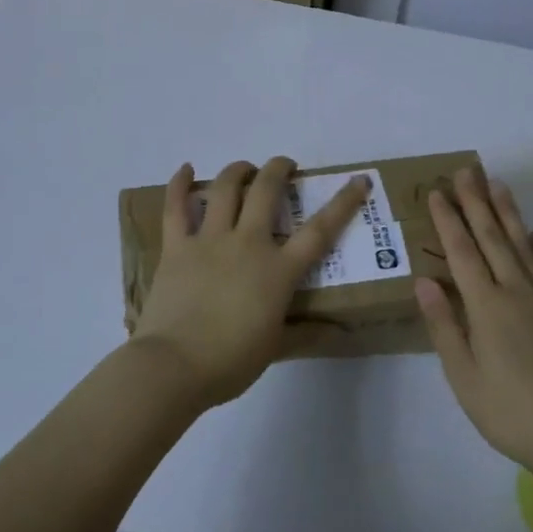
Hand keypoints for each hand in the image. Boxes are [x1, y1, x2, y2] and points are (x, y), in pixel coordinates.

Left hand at [131, 157, 370, 410]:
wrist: (174, 365)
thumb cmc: (231, 361)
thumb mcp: (275, 349)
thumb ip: (307, 334)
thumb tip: (339, 332)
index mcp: (278, 270)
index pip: (319, 230)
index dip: (343, 203)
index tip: (358, 180)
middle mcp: (247, 244)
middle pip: (266, 191)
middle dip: (278, 170)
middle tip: (285, 166)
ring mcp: (208, 241)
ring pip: (224, 189)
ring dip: (237, 170)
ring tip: (245, 168)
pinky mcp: (176, 247)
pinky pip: (175, 207)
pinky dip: (179, 184)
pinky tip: (185, 169)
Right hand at [416, 167, 532, 475]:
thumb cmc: (507, 409)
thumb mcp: (463, 375)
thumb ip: (443, 324)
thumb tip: (424, 280)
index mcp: (486, 305)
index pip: (462, 251)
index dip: (448, 220)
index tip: (438, 192)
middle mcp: (516, 290)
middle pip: (493, 236)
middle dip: (476, 201)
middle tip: (466, 170)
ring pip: (523, 243)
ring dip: (508, 212)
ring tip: (498, 184)